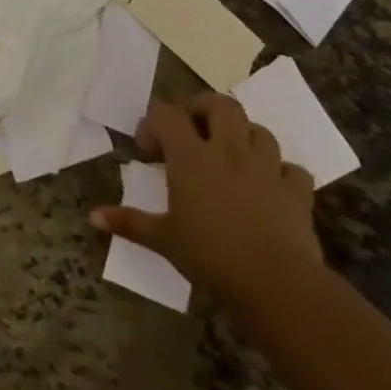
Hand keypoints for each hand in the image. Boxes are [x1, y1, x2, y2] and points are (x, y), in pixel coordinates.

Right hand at [91, 93, 322, 307]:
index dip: (153, 123)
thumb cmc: (209, 254)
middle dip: (203, 109)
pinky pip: (293, 168)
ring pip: (259, 130)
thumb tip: (93, 217)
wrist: (277, 284)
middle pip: (221, 105)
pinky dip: (281, 171)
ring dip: (243, 136)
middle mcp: (229, 151)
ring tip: (229, 155)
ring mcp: (268, 169)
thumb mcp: (162, 238)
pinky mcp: (298, 192)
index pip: (167, 114)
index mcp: (190, 157)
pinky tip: (269, 186)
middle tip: (191, 130)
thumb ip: (128, 222)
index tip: (148, 149)